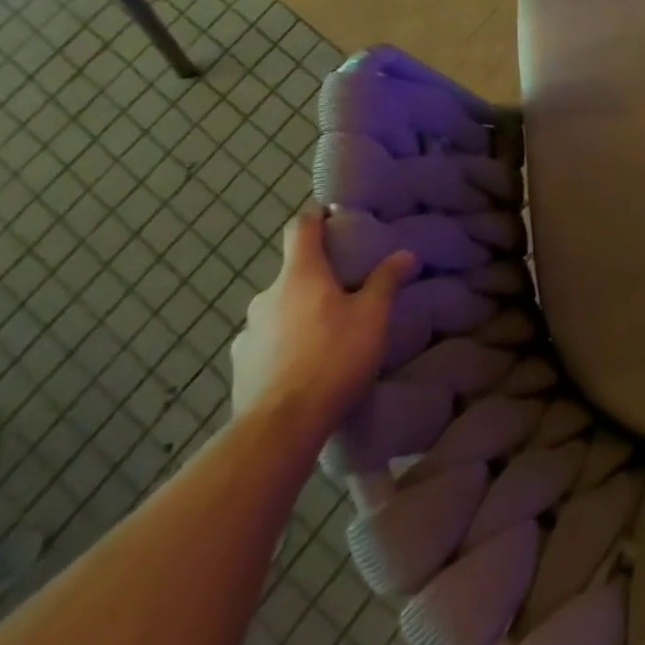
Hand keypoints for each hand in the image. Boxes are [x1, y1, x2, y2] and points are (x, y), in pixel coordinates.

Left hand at [230, 211, 413, 440]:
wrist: (280, 427)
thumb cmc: (332, 357)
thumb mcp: (373, 316)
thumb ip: (387, 281)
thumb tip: (405, 254)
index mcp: (299, 274)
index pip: (300, 228)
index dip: (316, 217)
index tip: (334, 217)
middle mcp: (266, 296)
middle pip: (292, 273)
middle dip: (316, 277)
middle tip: (346, 290)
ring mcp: (247, 333)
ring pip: (279, 310)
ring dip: (299, 313)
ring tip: (326, 334)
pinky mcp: (240, 367)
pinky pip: (267, 343)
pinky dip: (284, 344)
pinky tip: (304, 365)